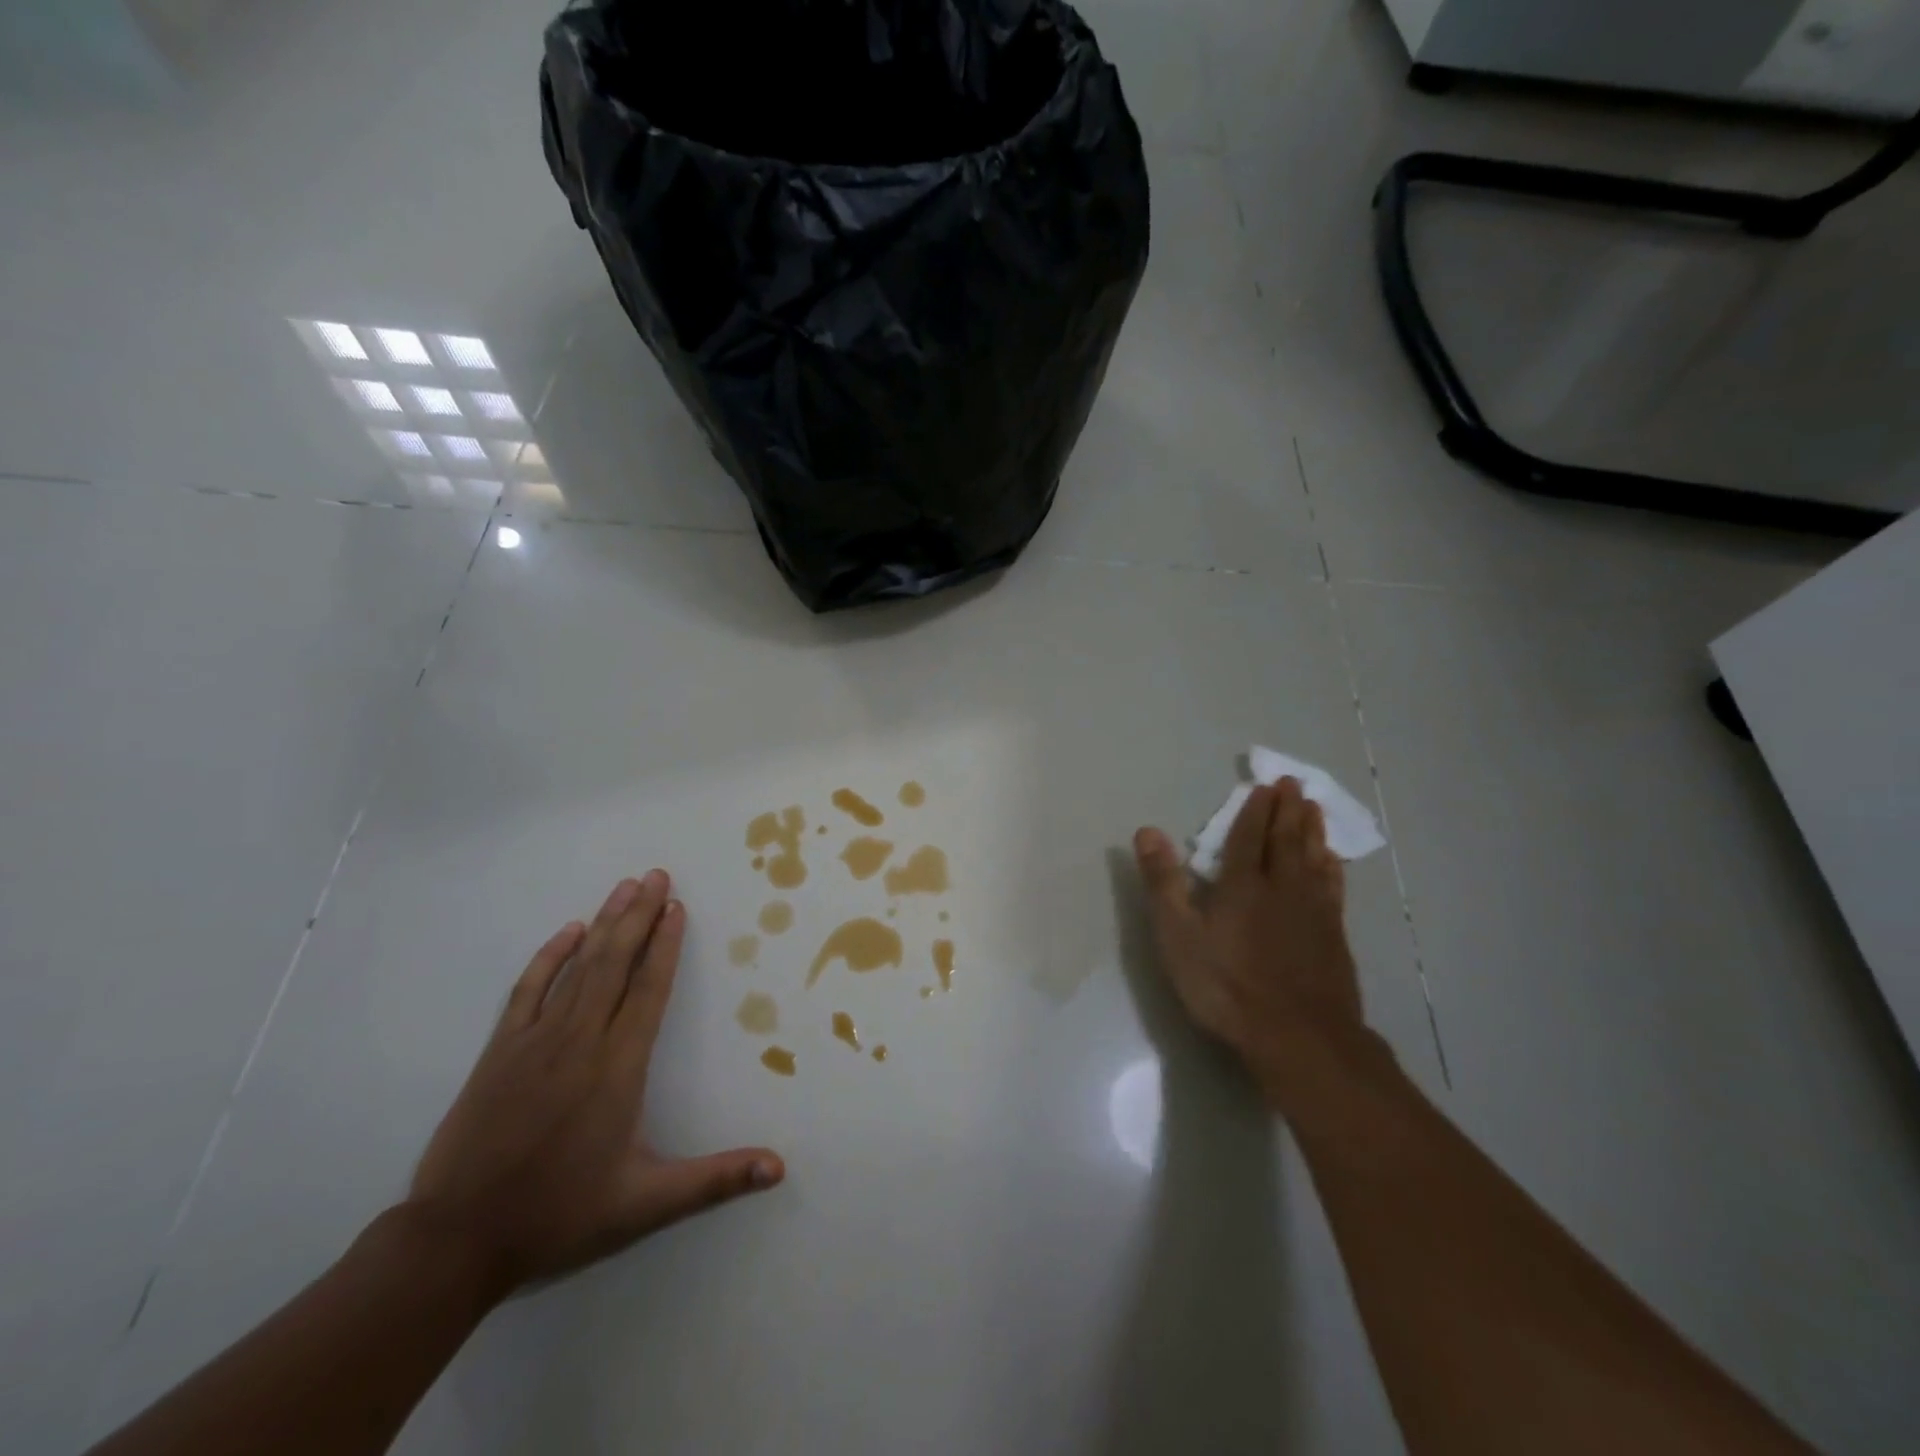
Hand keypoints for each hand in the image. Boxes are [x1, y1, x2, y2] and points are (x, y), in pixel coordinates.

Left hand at [406, 872, 783, 1294]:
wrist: (456, 1239)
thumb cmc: (559, 1214)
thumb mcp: (645, 1203)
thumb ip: (715, 1180)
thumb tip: (779, 1168)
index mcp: (618, 1068)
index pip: (649, 990)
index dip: (666, 945)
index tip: (677, 907)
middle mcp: (580, 1041)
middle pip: (616, 963)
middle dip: (639, 915)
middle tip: (657, 875)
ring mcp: (535, 1041)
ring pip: (579, 967)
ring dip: (604, 923)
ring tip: (625, 887)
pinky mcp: (499, 1050)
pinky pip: (529, 989)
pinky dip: (549, 956)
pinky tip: (567, 931)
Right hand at [1134, 779, 1364, 1093]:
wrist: (1298, 1037)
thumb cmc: (1227, 987)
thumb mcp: (1178, 936)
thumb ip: (1164, 883)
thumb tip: (1147, 831)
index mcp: (1242, 886)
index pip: (1248, 838)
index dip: (1255, 811)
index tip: (1264, 786)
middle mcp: (1282, 889)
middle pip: (1286, 841)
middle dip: (1287, 810)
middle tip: (1294, 784)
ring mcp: (1313, 913)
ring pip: (1314, 859)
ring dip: (1313, 831)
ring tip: (1314, 809)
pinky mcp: (1334, 937)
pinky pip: (1333, 887)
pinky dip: (1332, 867)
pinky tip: (1333, 862)